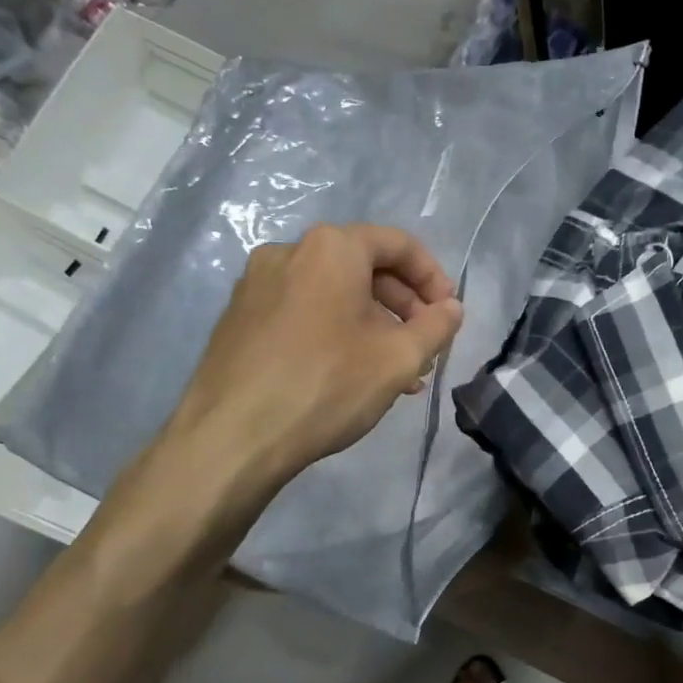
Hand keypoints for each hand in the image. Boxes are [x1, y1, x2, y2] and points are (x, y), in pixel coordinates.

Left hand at [164, 223, 463, 489]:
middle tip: (425, 345)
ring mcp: (257, 286)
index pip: (397, 244)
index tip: (448, 314)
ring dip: (373, 326)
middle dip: (403, 306)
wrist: (231, 437)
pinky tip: (352, 376)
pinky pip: (304, 313)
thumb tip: (451, 309)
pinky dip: (336, 333)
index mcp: (331, 249)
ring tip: (397, 372)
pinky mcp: (239, 319)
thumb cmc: (326, 385)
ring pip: (334, 295)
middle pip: (364, 267)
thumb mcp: (399, 358)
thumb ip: (436, 327)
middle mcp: (289, 253)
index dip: (433, 277)